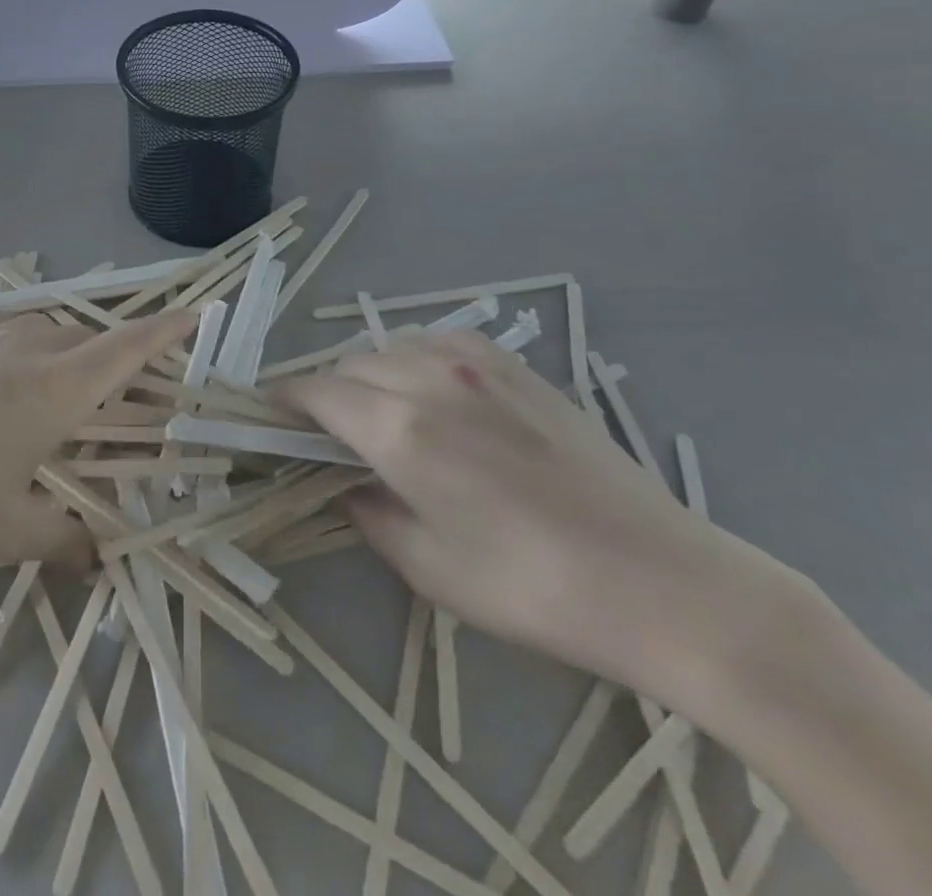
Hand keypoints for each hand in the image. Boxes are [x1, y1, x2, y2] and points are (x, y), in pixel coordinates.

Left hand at [0, 309, 197, 572]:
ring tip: (60, 390)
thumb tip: (100, 558)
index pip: (129, 346)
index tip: (198, 311)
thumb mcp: (3, 532)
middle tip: (124, 394)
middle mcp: (28, 344)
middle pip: (91, 339)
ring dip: (68, 353)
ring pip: (47, 331)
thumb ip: (63, 541)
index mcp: (56, 386)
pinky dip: (23, 344)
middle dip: (118, 359)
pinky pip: (4, 328)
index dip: (168, 329)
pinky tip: (0, 374)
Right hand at [278, 330, 786, 701]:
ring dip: (368, 373)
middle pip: (349, 365)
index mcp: (401, 429)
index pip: (315, 392)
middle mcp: (430, 377)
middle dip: (325, 392)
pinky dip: (414, 359)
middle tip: (326, 433)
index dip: (283, 401)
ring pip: (391, 346)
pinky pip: (438, 341)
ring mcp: (477, 363)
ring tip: (378, 413)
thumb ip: (367, 511)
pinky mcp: (516, 365)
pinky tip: (430, 391)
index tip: (267, 415)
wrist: (664, 580)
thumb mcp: (429, 567)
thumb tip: (341, 480)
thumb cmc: (535, 589)